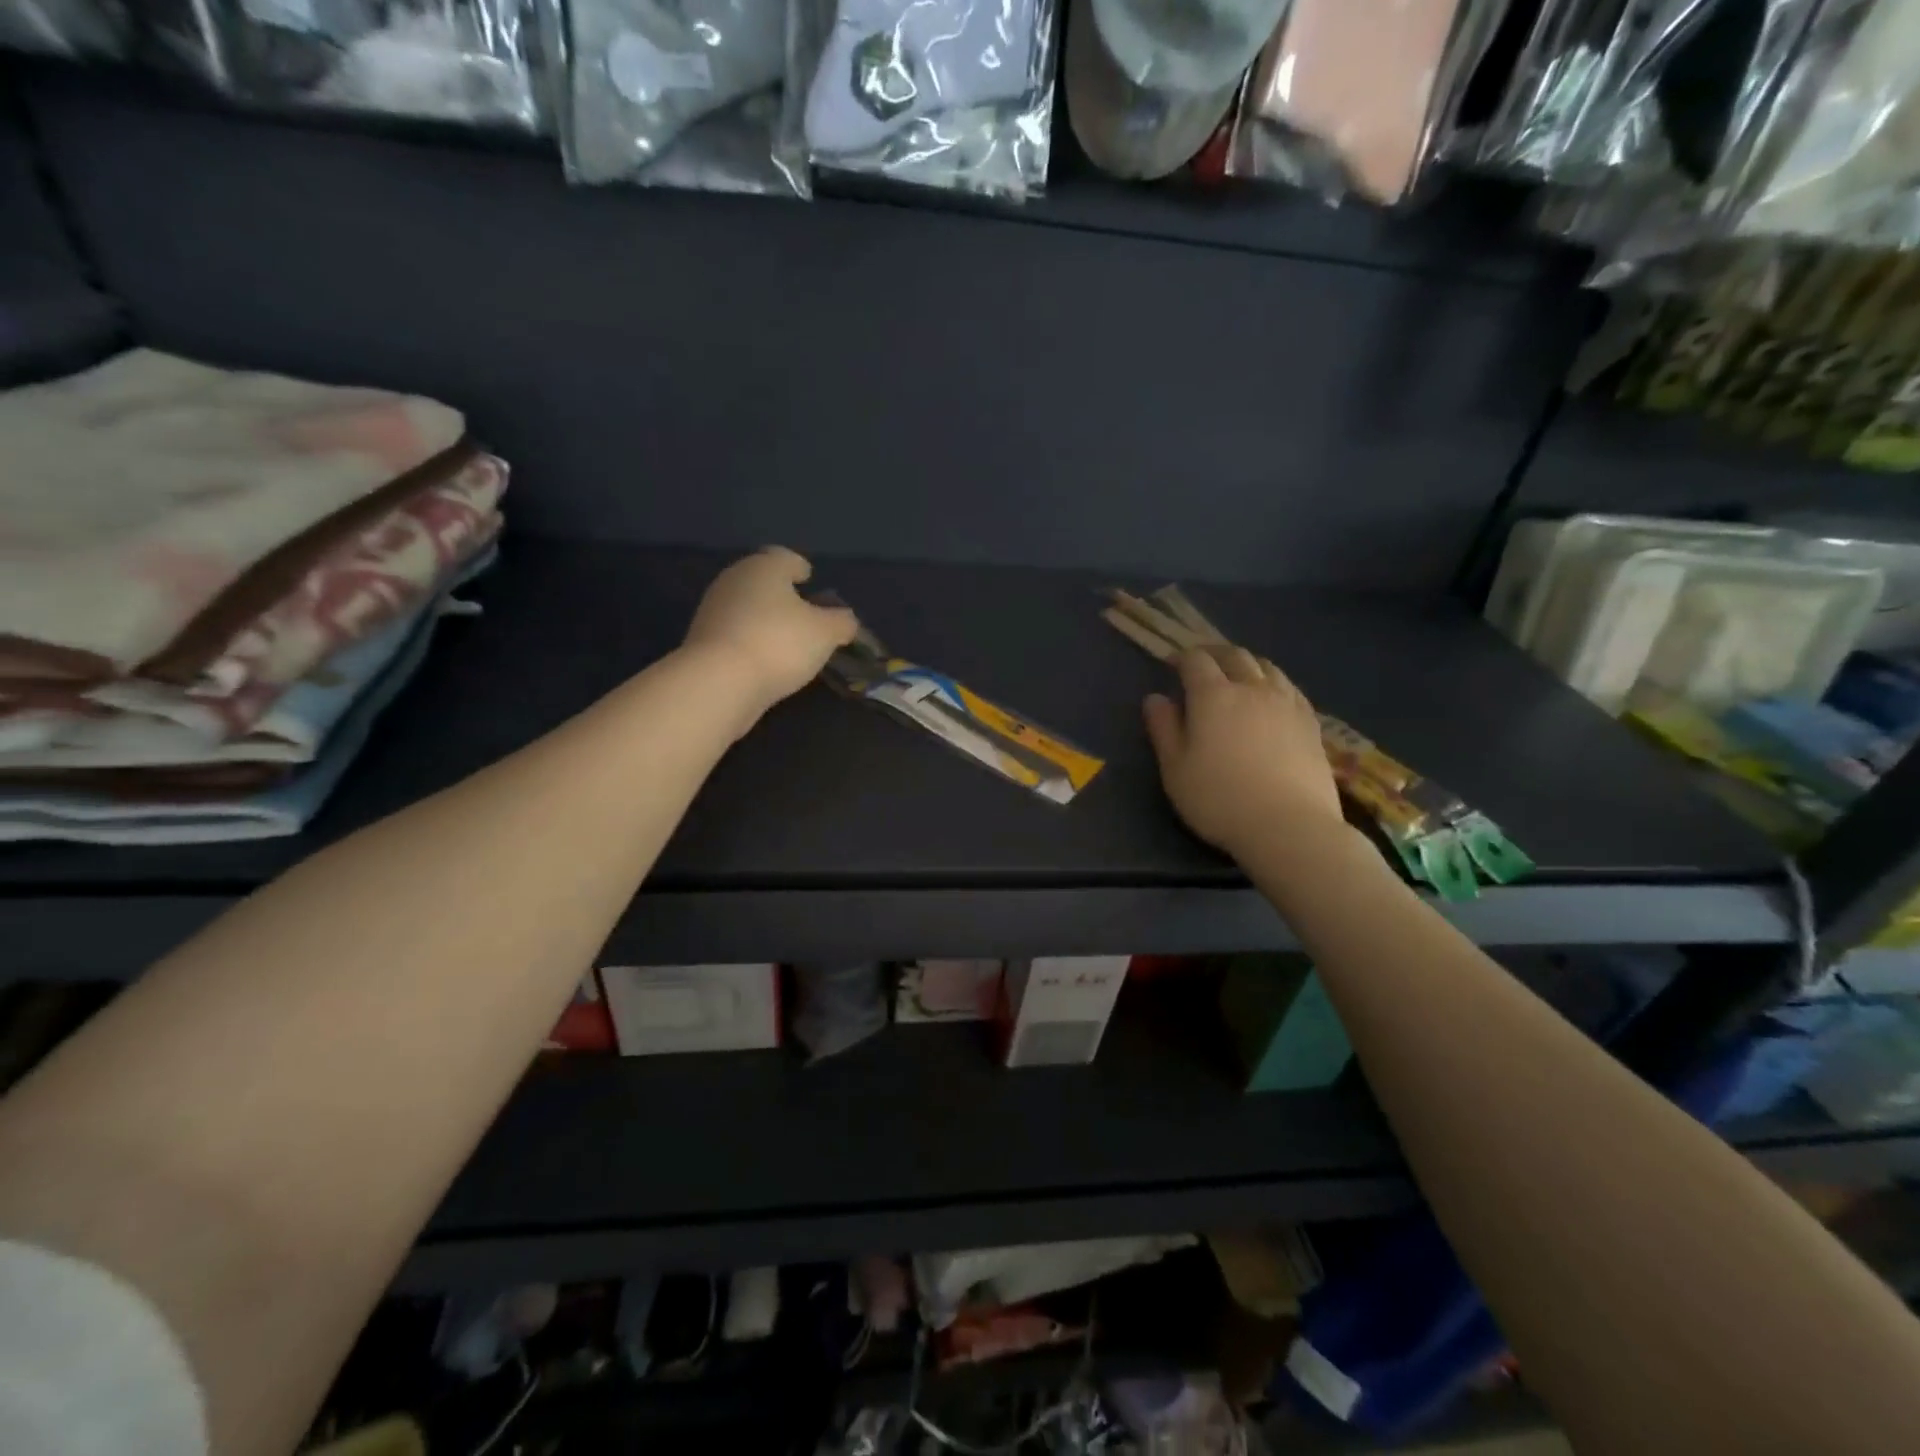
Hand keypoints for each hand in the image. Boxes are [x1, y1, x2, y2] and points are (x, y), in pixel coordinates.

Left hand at [683, 547, 858, 711]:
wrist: (720, 682)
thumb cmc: (779, 643)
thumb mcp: (826, 633)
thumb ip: (842, 622)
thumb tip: (845, 620)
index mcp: (764, 567)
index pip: (785, 557)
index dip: (800, 567)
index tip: (809, 579)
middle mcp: (734, 579)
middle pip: (762, 580)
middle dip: (782, 594)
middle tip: (803, 613)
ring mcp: (713, 609)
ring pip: (746, 606)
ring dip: (764, 618)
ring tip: (786, 640)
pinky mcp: (702, 640)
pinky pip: (735, 632)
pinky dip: (750, 639)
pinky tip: (764, 659)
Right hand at [1143, 647, 1344, 857]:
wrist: (1289, 826)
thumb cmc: (1219, 799)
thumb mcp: (1175, 769)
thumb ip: (1163, 729)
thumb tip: (1155, 698)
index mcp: (1213, 696)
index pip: (1196, 661)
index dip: (1181, 658)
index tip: (1171, 665)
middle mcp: (1252, 688)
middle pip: (1234, 656)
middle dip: (1214, 654)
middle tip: (1202, 664)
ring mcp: (1286, 703)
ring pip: (1266, 667)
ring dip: (1246, 664)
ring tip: (1237, 676)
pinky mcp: (1310, 722)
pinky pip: (1290, 687)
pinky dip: (1273, 682)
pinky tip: (1271, 697)